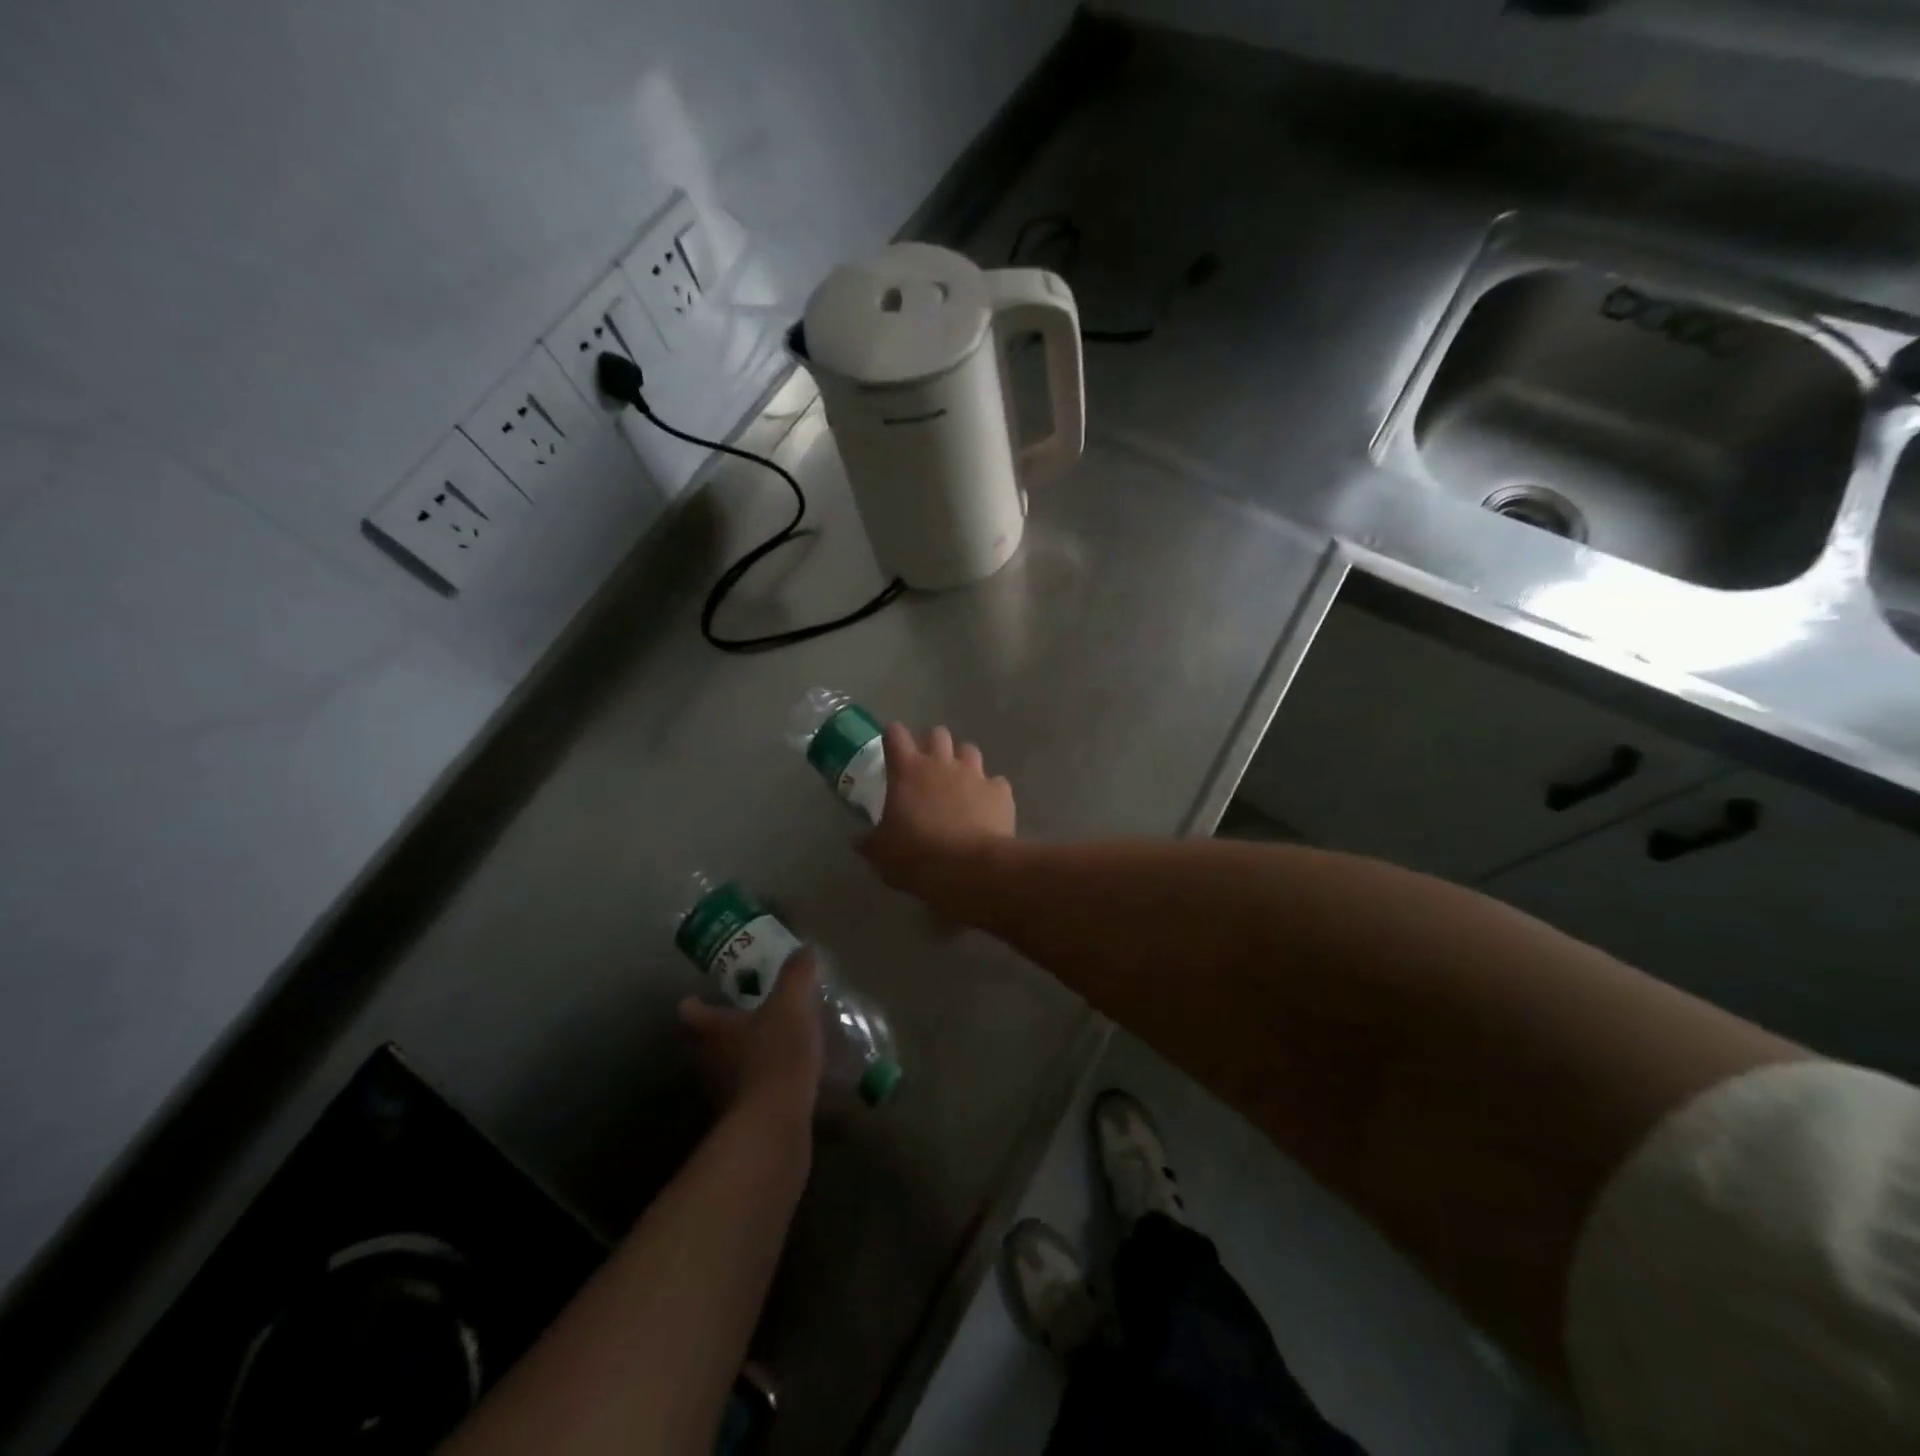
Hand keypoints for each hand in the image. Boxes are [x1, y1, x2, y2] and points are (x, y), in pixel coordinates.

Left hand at [680, 951, 823, 1123]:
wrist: (776, 1126)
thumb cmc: (776, 1055)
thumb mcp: (791, 1005)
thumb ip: (796, 975)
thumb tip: (803, 948)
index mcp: (713, 1031)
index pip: (691, 1013)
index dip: (694, 1003)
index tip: (698, 996)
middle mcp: (710, 1062)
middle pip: (706, 1042)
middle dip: (722, 1031)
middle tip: (744, 1015)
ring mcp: (724, 1094)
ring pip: (727, 1068)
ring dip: (743, 1057)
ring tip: (770, 1044)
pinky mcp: (745, 1118)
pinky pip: (751, 1092)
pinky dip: (763, 1082)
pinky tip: (786, 1076)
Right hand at [861, 723, 1015, 899]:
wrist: (968, 868)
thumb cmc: (916, 856)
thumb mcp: (881, 853)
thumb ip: (869, 841)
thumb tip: (858, 840)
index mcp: (908, 770)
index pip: (896, 734)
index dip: (893, 737)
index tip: (892, 748)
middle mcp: (942, 763)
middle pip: (937, 734)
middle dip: (932, 745)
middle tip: (928, 768)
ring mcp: (974, 774)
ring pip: (969, 751)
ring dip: (963, 762)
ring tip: (959, 784)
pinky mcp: (1000, 791)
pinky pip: (995, 783)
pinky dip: (990, 792)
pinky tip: (987, 809)